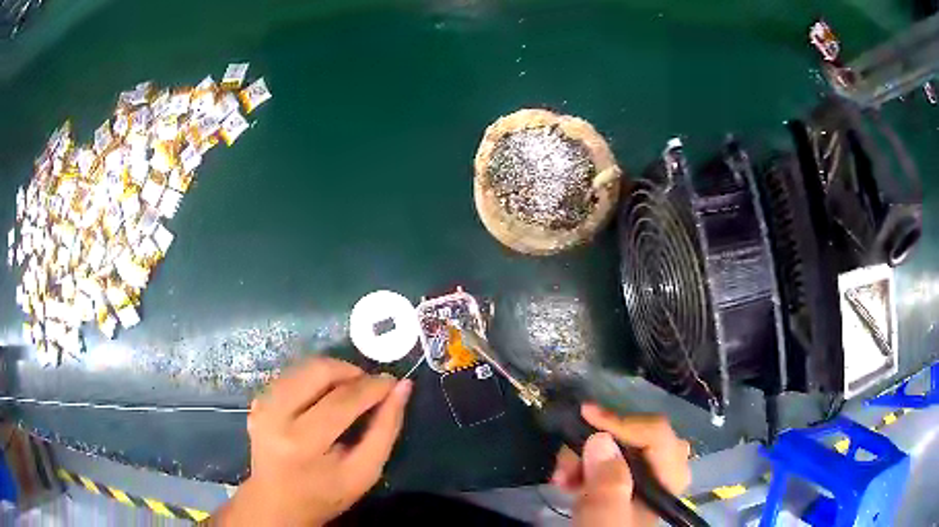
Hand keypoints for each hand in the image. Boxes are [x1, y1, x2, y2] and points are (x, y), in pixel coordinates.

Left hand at [212, 357, 412, 526]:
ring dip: (332, 373)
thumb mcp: (365, 472)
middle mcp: (276, 416)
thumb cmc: (326, 493)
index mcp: (302, 442)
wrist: (277, 503)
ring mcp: (262, 406)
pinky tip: (324, 399)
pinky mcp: (257, 401)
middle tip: (369, 386)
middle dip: (350, 371)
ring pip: (303, 367)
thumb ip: (386, 429)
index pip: (342, 400)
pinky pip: (291, 376)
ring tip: (350, 391)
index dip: (373, 386)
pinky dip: (314, 380)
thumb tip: (402, 387)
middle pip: (317, 371)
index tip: (393, 382)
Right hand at [551, 404, 690, 526]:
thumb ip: (608, 486)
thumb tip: (601, 439)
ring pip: (618, 449)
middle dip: (598, 442)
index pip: (656, 435)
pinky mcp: (621, 489)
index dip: (622, 421)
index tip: (584, 414)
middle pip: (636, 439)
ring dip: (585, 456)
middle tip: (568, 459)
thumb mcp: (604, 520)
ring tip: (561, 477)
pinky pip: (605, 463)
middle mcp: (660, 476)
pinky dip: (584, 466)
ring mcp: (641, 483)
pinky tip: (567, 481)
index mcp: (668, 482)